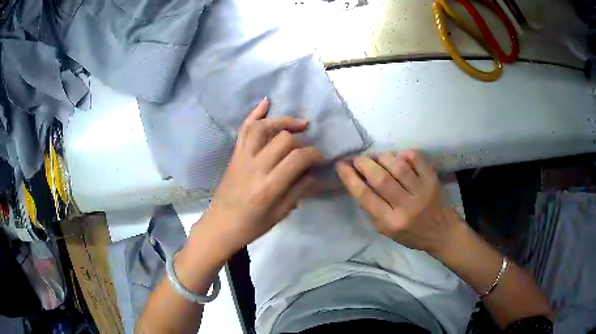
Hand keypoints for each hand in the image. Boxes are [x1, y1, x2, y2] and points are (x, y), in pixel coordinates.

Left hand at [200, 98, 322, 253]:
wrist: (221, 225)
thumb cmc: (252, 225)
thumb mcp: (280, 213)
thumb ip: (299, 190)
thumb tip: (315, 173)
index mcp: (268, 186)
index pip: (298, 158)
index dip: (314, 154)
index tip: (320, 159)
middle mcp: (255, 166)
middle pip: (283, 139)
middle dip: (302, 141)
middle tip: (307, 150)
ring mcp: (242, 157)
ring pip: (264, 128)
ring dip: (283, 122)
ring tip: (298, 124)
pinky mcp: (235, 154)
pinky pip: (244, 129)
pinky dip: (255, 114)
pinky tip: (266, 102)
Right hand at [335, 150, 463, 252]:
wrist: (442, 232)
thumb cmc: (412, 234)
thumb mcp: (386, 231)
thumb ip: (372, 209)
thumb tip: (358, 182)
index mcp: (391, 222)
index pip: (365, 196)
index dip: (350, 178)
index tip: (341, 165)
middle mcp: (406, 206)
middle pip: (380, 178)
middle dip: (364, 164)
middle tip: (357, 159)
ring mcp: (422, 191)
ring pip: (398, 166)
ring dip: (382, 157)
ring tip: (377, 158)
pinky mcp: (433, 180)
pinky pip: (417, 159)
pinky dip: (404, 154)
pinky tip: (399, 157)